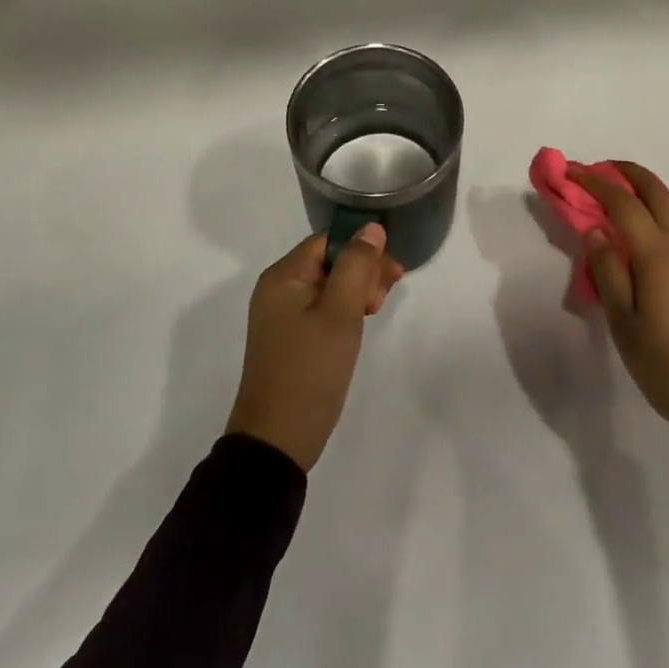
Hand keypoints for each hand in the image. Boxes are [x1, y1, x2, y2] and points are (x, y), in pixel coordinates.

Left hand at [226, 225, 402, 470]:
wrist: (277, 439)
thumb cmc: (311, 369)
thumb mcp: (341, 313)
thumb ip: (357, 265)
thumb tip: (371, 228)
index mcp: (283, 276)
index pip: (329, 240)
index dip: (363, 250)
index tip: (390, 276)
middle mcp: (278, 289)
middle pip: (329, 260)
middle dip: (362, 271)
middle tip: (382, 300)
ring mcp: (282, 315)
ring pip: (329, 284)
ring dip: (357, 291)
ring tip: (374, 314)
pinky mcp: (290, 337)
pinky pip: (322, 308)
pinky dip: (344, 310)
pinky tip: (358, 325)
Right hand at [571, 161, 668, 443]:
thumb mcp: (625, 325)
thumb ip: (608, 273)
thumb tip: (594, 232)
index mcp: (656, 255)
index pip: (622, 204)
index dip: (595, 183)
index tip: (571, 173)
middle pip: (657, 192)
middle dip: (627, 173)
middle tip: (599, 171)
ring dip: (650, 190)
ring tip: (625, 198)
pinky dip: (666, 212)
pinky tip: (656, 233)